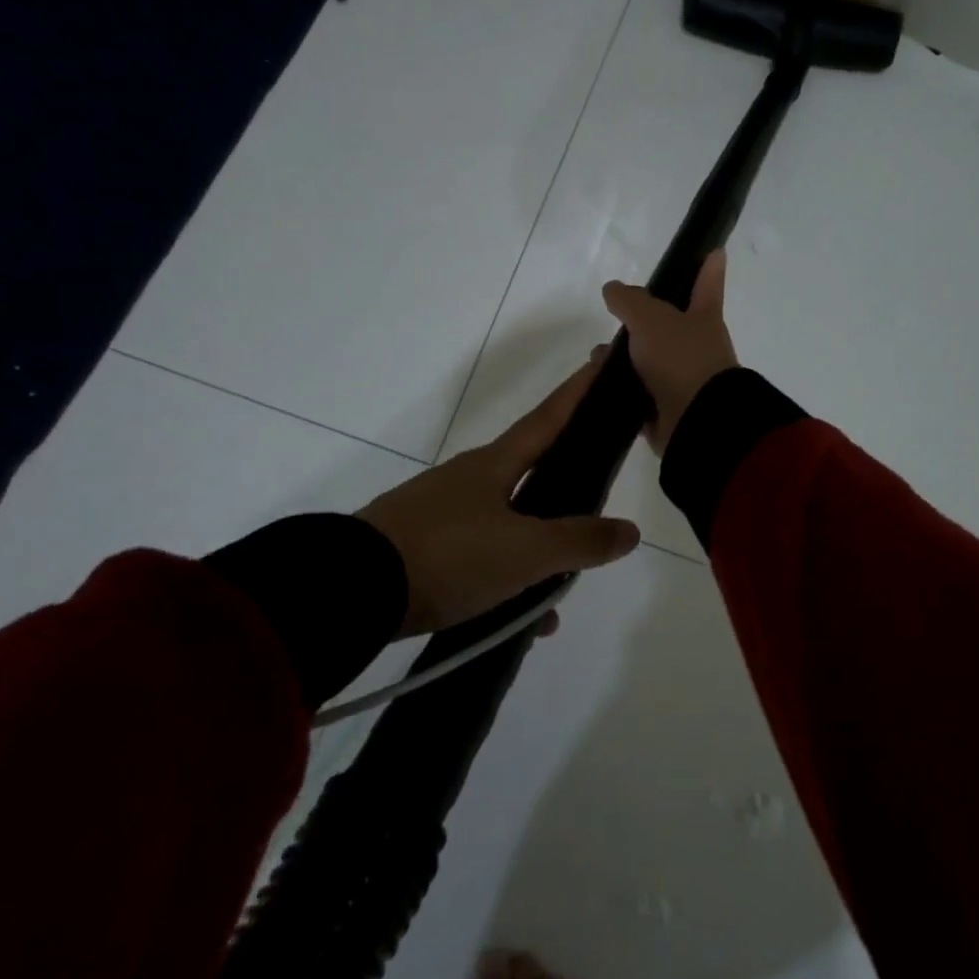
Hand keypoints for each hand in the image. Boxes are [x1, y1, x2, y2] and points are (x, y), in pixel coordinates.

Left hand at [359, 361, 641, 637]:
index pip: (549, 417)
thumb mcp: (524, 553)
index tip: (602, 359)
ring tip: (560, 591)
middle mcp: (468, 479)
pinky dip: (505, 579)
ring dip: (537, 549)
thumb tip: (629, 532)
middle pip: (530, 470)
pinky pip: (478, 557)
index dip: (579, 390)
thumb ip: (580, 542)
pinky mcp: (419, 547)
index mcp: (494, 465)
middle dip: (565, 479)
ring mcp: (439, 513)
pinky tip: (519, 619)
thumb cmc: (448, 555)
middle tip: (595, 491)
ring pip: (506, 522)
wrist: (349, 590)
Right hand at [603, 249, 739, 454]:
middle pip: (671, 326)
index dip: (709, 268)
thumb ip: (630, 301)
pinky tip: (598, 385)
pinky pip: (639, 395)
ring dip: (624, 358)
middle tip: (616, 314)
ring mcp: (682, 381)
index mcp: (704, 319)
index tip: (715, 250)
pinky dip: (621, 389)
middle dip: (644, 320)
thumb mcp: (651, 319)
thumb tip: (613, 289)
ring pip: (649, 361)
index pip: (707, 284)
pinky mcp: (666, 411)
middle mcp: (697, 348)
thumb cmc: (681, 358)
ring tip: (598, 357)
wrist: (696, 421)